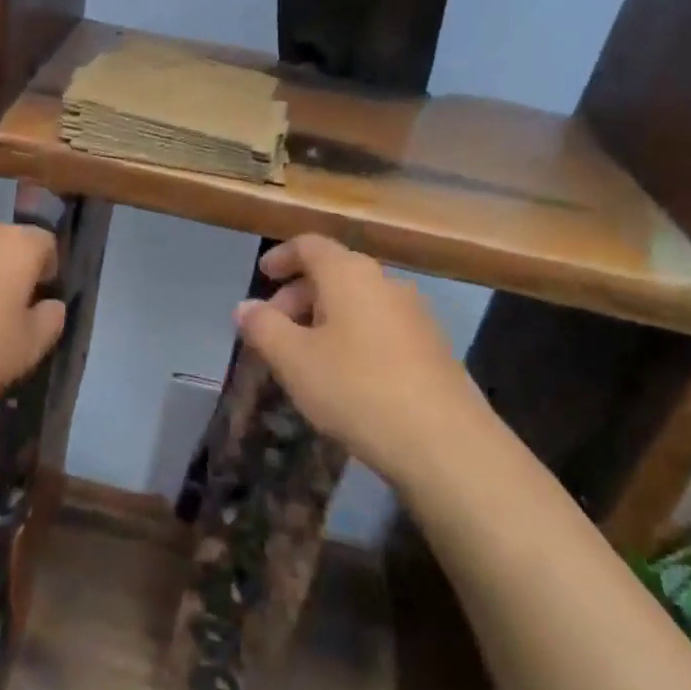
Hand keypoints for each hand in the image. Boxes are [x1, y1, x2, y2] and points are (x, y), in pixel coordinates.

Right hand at [233, 234, 494, 485]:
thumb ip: (263, 327)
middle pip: (334, 272)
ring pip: (358, 301)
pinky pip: (380, 325)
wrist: (446, 443)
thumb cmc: (357, 389)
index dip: (281, 256)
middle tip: (274, 327)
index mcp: (349, 274)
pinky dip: (353, 335)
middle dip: (299, 294)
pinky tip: (345, 375)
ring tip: (305, 355)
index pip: (310, 245)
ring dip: (325, 317)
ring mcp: (415, 314)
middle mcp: (386, 282)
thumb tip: (245, 306)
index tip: (263, 276)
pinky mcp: (433, 347)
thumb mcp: (294, 360)